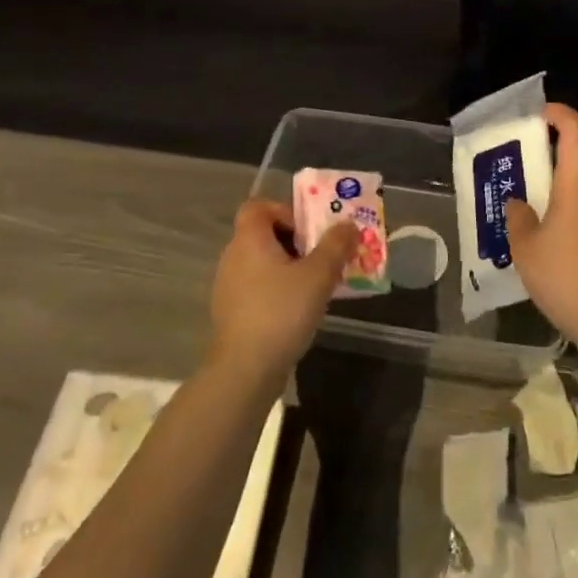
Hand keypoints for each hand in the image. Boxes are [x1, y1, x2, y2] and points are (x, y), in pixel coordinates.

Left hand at [208, 199, 357, 383]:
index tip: (308, 230)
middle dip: (296, 241)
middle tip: (322, 256)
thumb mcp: (318, 275)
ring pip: (262, 263)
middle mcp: (233, 257)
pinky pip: (258, 287)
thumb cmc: (281, 312)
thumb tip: (348, 224)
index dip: (284, 210)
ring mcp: (229, 287)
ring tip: (316, 285)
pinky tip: (298, 310)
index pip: (257, 206)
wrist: (244, 371)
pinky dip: (277, 290)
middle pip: (263, 234)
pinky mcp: (232, 313)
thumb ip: (336, 245)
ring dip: (289, 267)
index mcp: (249, 240)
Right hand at [504, 103, 577, 354]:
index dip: (559, 114)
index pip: (575, 131)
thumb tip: (518, 203)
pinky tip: (567, 262)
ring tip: (542, 240)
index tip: (542, 113)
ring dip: (567, 211)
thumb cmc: (566, 277)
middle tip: (527, 201)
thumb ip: (518, 219)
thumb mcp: (526, 250)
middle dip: (552, 181)